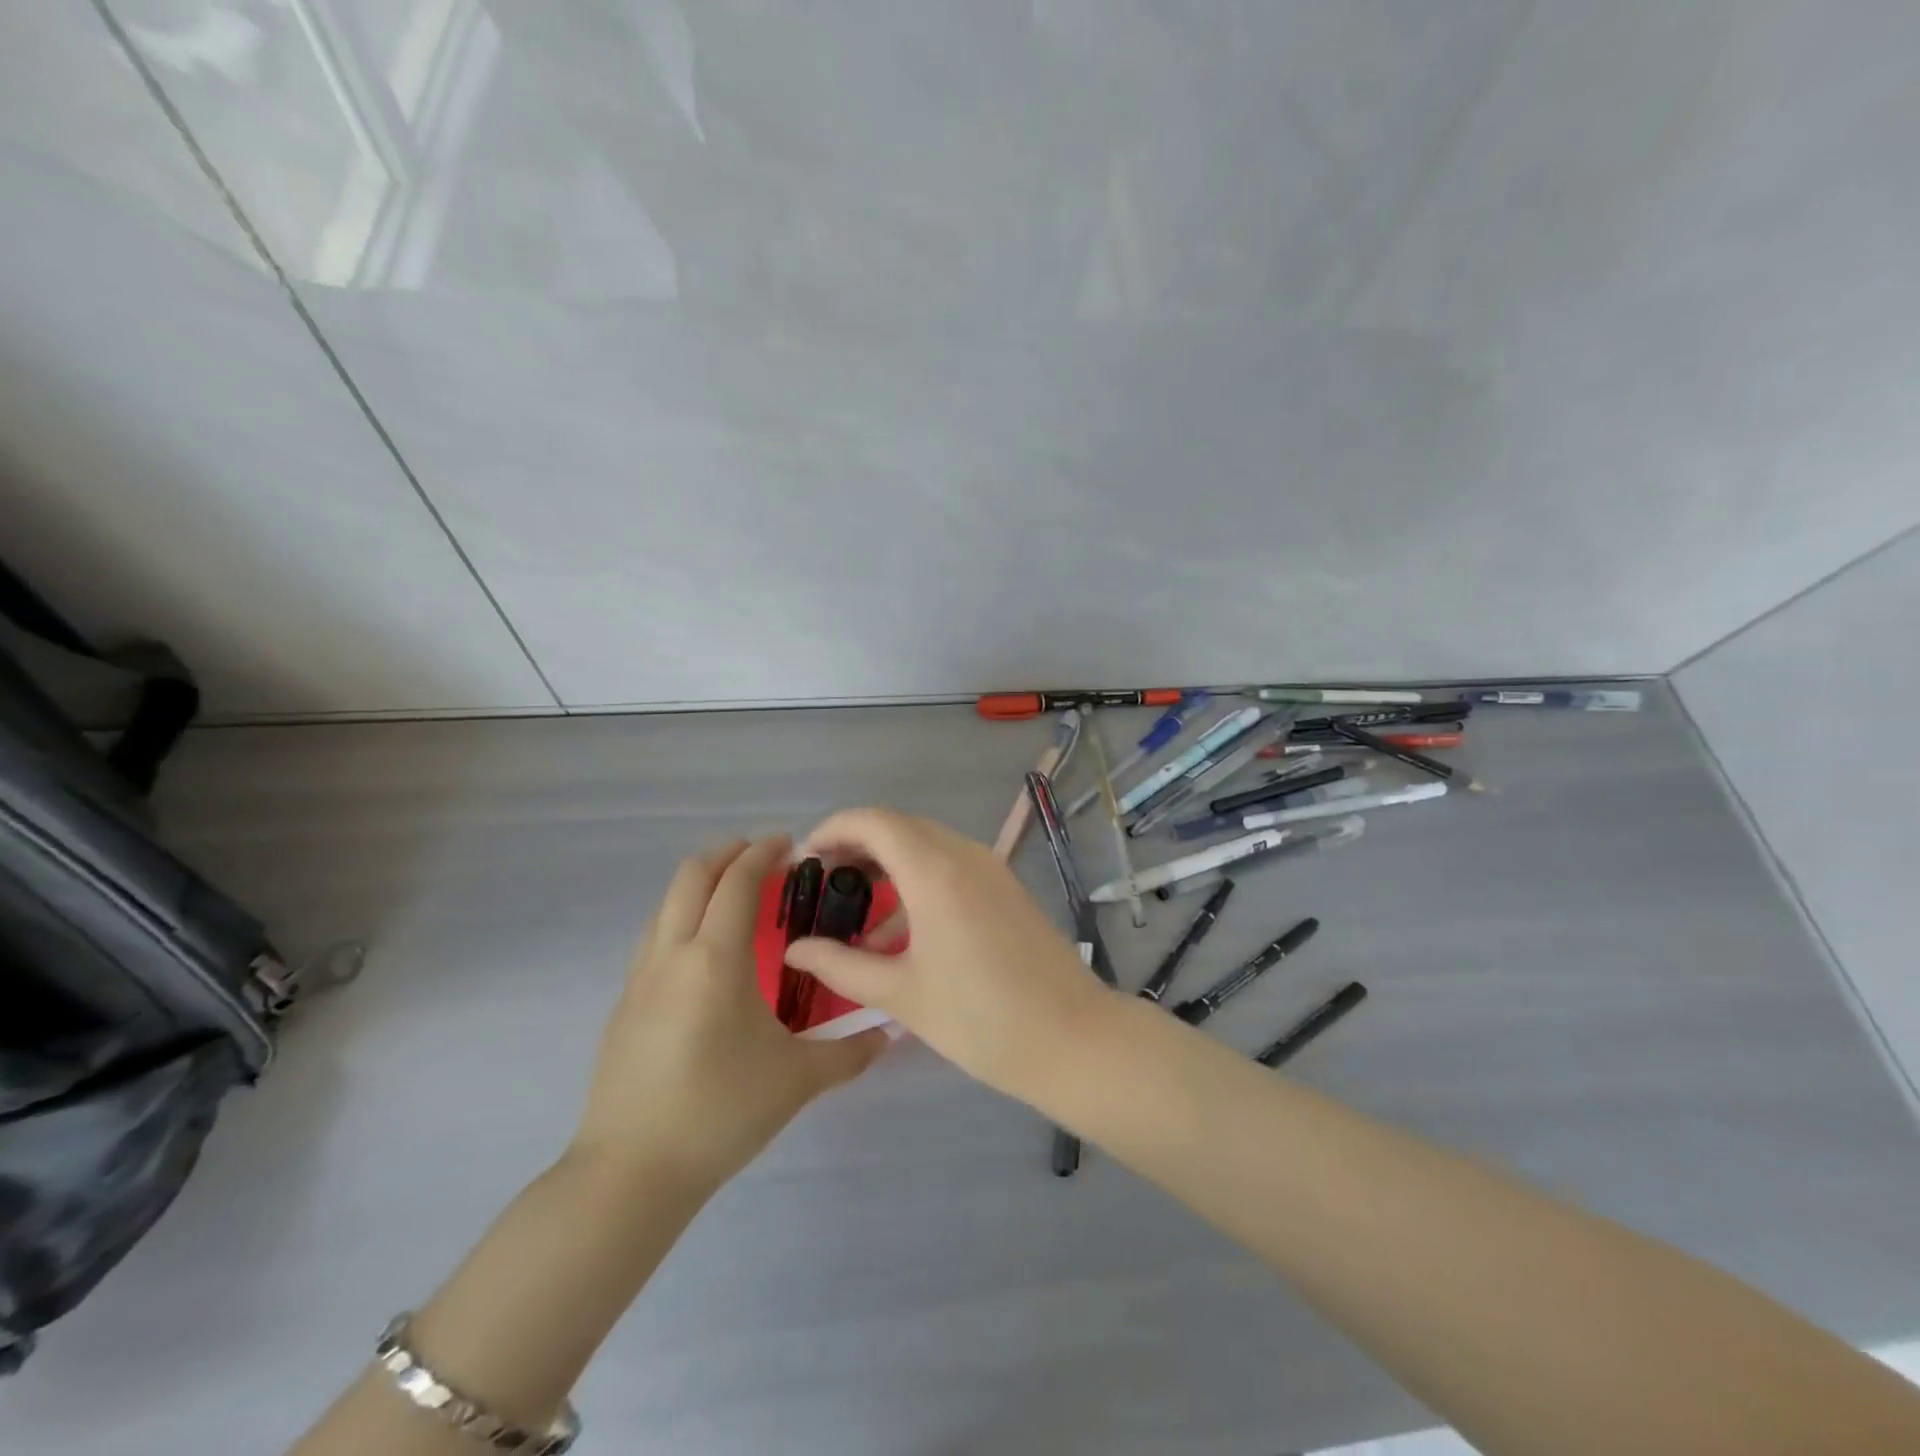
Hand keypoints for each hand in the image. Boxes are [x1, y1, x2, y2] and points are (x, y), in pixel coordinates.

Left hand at [571, 836, 887, 1188]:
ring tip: (734, 894)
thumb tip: (891, 1033)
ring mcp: (640, 977)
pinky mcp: (624, 1003)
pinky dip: (681, 915)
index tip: (790, 845)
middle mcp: (672, 953)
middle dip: (727, 853)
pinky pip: (654, 935)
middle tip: (762, 856)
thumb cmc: (720, 1112)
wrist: (631, 1173)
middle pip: (691, 875)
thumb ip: (850, 1052)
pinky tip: (702, 948)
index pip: (738, 882)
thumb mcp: (797, 1080)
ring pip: (666, 903)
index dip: (763, 854)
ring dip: (700, 882)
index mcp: (715, 958)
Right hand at [783, 809, 1109, 1097]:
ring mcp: (991, 869)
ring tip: (856, 911)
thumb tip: (794, 950)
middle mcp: (965, 855)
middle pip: (900, 827)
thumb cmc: (981, 1019)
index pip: (873, 822)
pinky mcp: (1006, 888)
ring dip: (889, 864)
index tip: (805, 860)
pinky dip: (919, 880)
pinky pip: (952, 865)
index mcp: (935, 871)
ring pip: (927, 845)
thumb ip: (841, 966)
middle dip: (857, 845)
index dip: (833, 830)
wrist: (1072, 1039)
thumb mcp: (902, 994)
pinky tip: (900, 931)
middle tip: (824, 882)